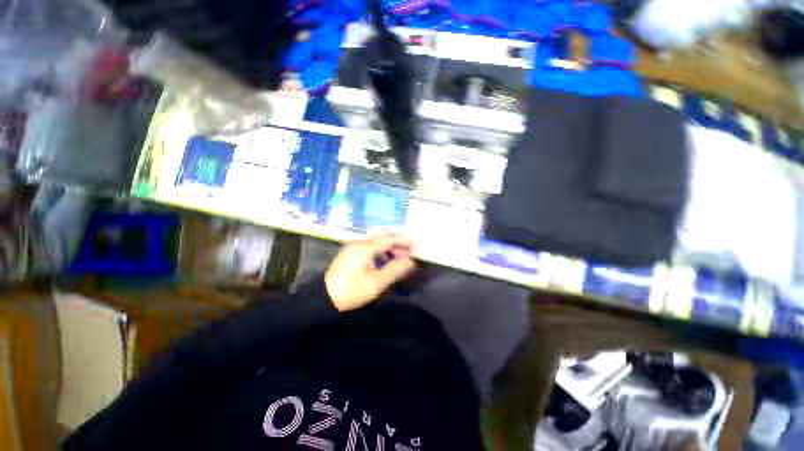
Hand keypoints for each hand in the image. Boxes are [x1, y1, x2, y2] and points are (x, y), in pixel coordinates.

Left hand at [324, 233, 415, 310]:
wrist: (323, 298)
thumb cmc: (351, 290)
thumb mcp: (376, 283)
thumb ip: (395, 270)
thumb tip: (411, 261)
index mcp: (365, 248)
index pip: (388, 239)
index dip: (403, 240)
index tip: (415, 243)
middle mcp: (358, 243)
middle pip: (382, 236)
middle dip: (397, 241)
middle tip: (408, 250)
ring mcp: (352, 247)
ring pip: (375, 241)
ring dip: (388, 245)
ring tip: (399, 255)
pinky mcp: (349, 253)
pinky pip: (369, 246)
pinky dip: (380, 249)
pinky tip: (384, 258)